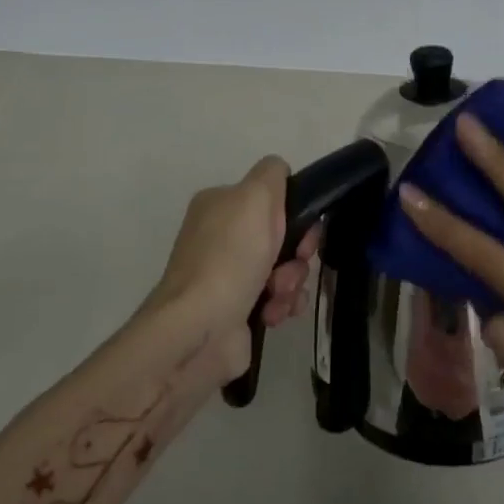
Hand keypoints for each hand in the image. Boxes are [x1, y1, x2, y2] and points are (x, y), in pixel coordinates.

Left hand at [151, 157, 319, 377]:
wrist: (200, 330)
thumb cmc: (230, 257)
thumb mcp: (255, 196)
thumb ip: (272, 173)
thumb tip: (280, 173)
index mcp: (219, 206)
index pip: (271, 199)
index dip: (294, 215)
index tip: (303, 232)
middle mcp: (221, 238)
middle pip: (282, 237)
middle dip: (296, 254)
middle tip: (292, 265)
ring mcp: (228, 276)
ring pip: (284, 269)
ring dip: (292, 282)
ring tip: (278, 296)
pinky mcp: (236, 311)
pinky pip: (277, 299)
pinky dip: (282, 305)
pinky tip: (273, 314)